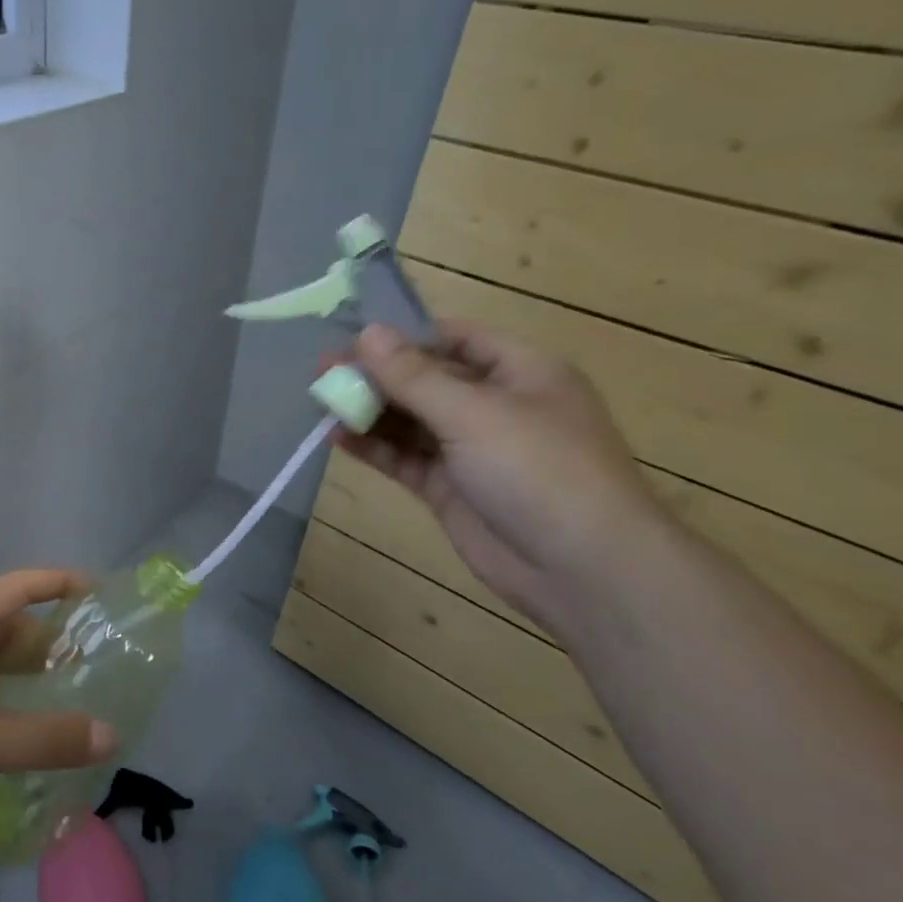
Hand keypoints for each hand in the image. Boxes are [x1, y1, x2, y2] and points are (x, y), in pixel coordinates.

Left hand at [0, 570, 117, 847]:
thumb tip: (110, 733)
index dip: (58, 583)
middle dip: (49, 640)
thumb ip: (47, 738)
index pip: (16, 588)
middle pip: (5, 628)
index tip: (99, 592)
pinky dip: (2, 706)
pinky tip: (21, 735)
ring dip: (25, 677)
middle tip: (95, 662)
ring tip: (70, 699)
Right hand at [334, 322, 665, 629]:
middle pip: (426, 379)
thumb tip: (367, 332)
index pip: (454, 338)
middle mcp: (495, 405)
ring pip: (411, 420)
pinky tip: (337, 437)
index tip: (351, 338)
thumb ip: (413, 375)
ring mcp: (471, 449)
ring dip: (369, 411)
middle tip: (321, 373)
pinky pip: (405, 458)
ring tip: (320, 403)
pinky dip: (374, 447)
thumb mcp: (473, 413)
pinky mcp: (451, 488)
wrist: (581, 569)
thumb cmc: (538, 470)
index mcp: (520, 372)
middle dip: (376, 375)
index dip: (404, 336)